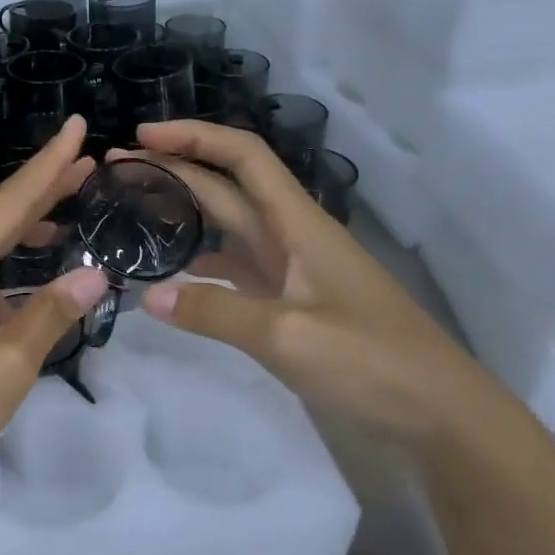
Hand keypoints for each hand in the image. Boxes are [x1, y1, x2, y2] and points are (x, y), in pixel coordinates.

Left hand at [0, 116, 108, 531]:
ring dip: (22, 242)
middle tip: (84, 168)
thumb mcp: (8, 363)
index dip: (48, 165)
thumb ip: (52, 313)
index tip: (77, 126)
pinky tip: (25, 305)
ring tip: (63, 230)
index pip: (9, 202)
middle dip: (41, 194)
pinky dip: (4, 284)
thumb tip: (95, 273)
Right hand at [118, 120, 516, 450]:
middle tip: (114, 172)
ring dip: (183, 214)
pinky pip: (234, 272)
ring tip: (131, 213)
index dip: (195, 138)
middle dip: (174, 170)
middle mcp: (292, 238)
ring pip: (227, 229)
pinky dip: (199, 265)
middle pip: (227, 188)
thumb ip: (216, 313)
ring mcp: (291, 274)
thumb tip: (147, 296)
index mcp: (299, 225)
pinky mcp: (289, 307)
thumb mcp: (290, 336)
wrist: (439, 416)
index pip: (244, 158)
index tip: (142, 138)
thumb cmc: (374, 363)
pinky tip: (169, 276)